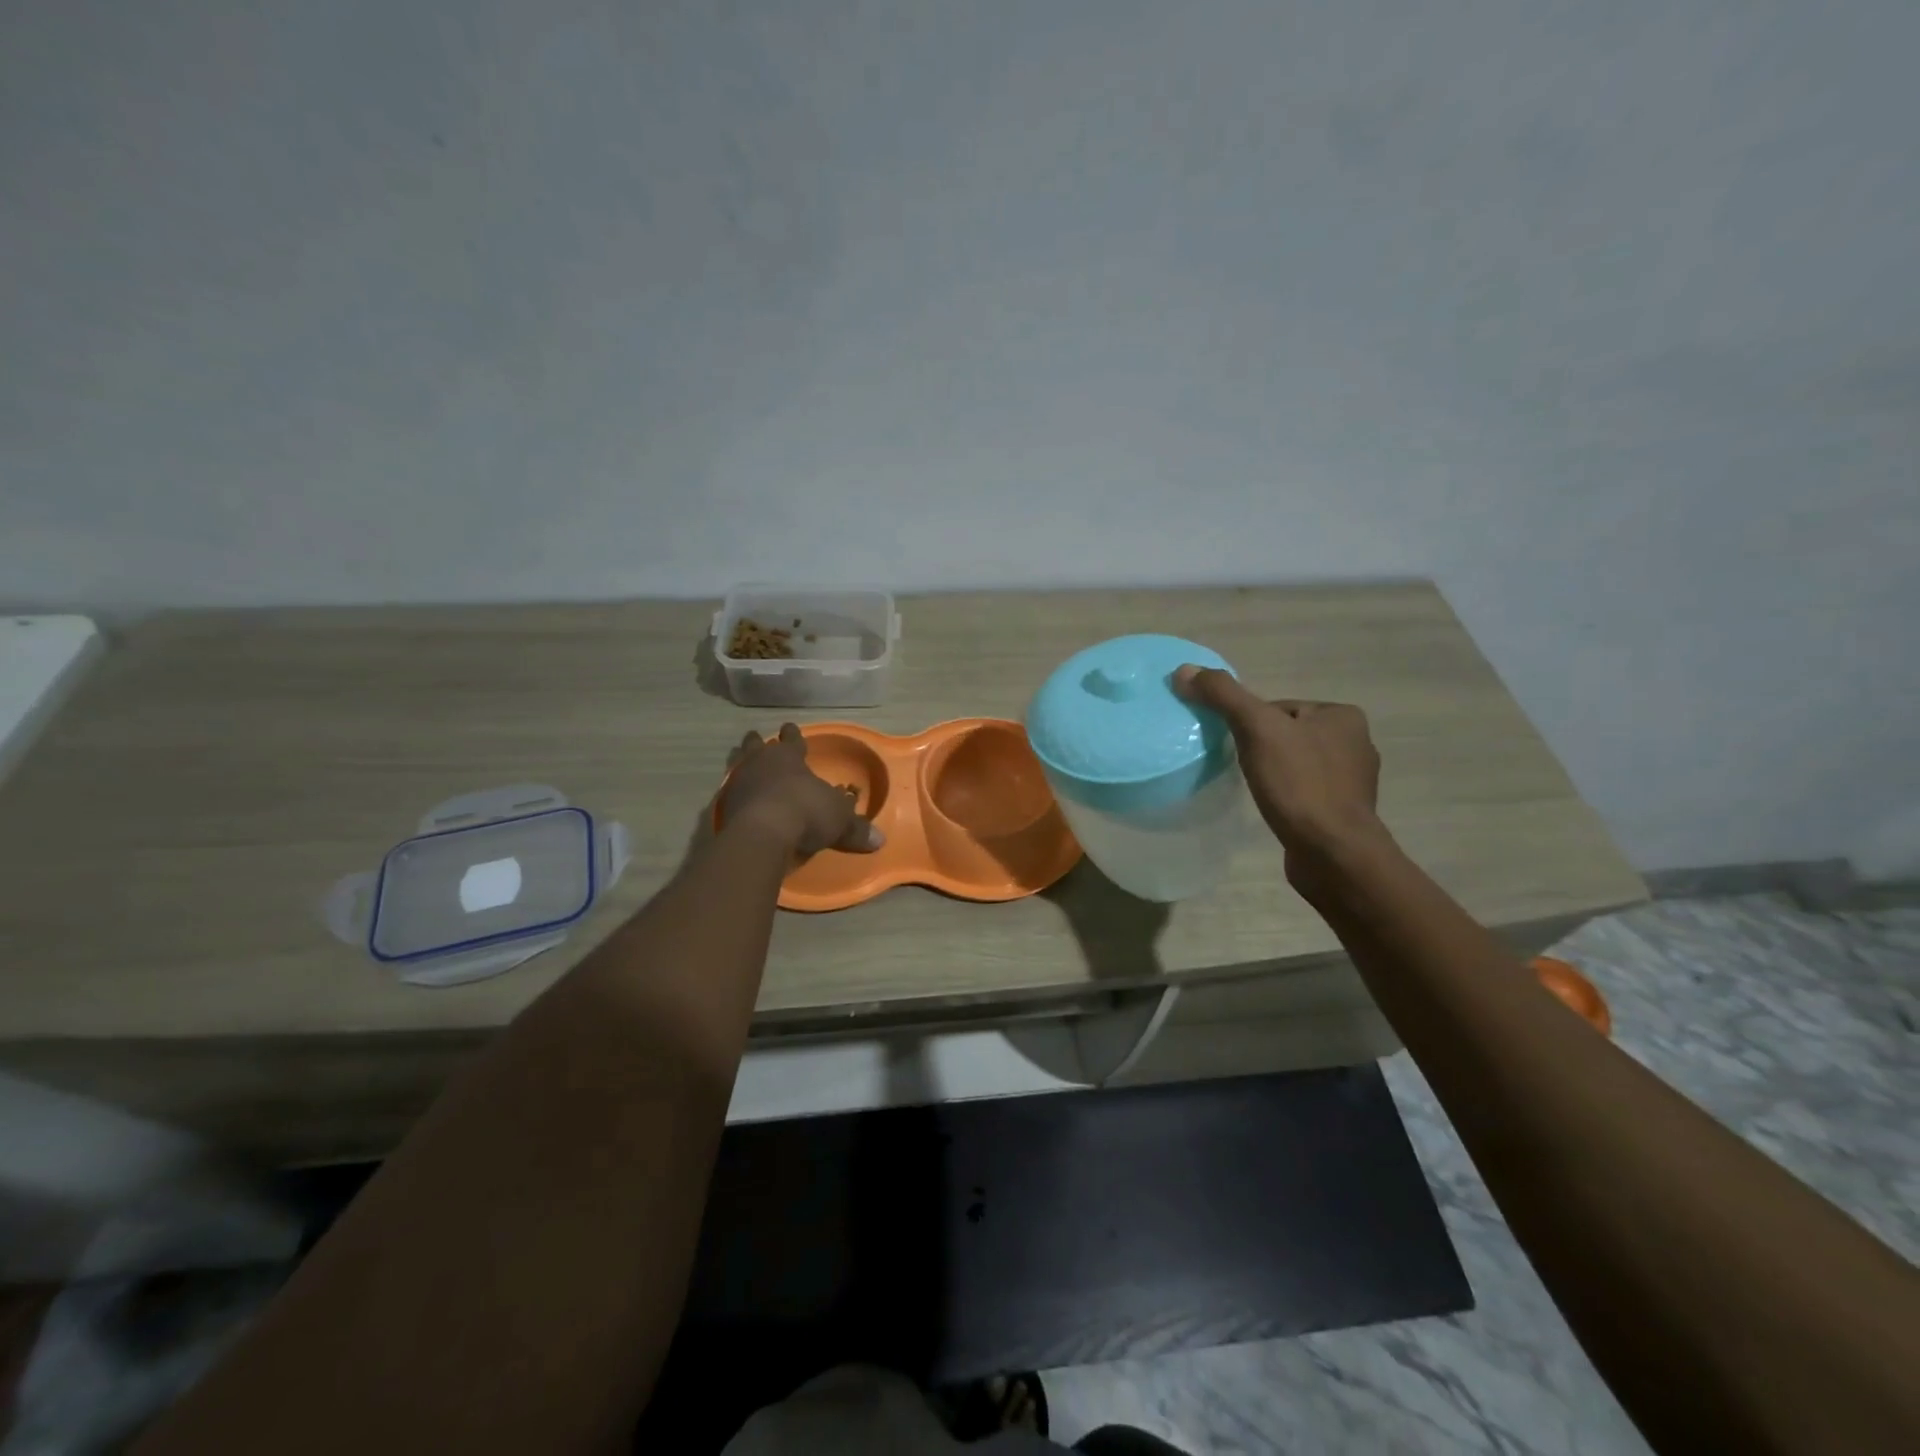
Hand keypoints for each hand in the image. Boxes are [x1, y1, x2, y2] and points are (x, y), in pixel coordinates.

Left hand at [720, 723, 884, 857]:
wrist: (762, 833)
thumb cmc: (806, 812)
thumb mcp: (838, 820)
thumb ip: (855, 828)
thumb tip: (879, 839)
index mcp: (789, 757)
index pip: (792, 739)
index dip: (793, 735)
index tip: (789, 728)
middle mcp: (761, 763)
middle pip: (756, 745)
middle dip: (758, 743)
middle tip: (756, 739)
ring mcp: (738, 782)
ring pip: (738, 765)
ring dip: (742, 765)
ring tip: (743, 766)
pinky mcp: (722, 806)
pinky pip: (730, 793)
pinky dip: (735, 795)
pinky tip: (739, 802)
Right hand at [1173, 666, 1386, 870]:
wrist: (1333, 853)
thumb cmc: (1299, 785)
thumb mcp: (1256, 729)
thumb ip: (1223, 695)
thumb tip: (1184, 670)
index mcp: (1343, 716)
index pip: (1279, 707)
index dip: (1250, 723)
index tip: (1236, 745)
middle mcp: (1356, 743)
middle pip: (1286, 734)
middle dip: (1262, 749)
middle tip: (1241, 768)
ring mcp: (1352, 781)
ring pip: (1296, 764)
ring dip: (1274, 774)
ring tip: (1257, 790)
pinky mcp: (1344, 813)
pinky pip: (1305, 792)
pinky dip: (1287, 796)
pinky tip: (1275, 809)